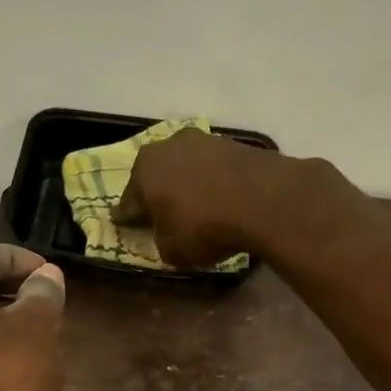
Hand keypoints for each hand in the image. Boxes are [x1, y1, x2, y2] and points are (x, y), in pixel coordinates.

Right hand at [117, 128, 351, 269]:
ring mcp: (202, 140)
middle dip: (158, 195)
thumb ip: (161, 240)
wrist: (262, 199)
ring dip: (187, 185)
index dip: (129, 219)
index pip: (128, 203)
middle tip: (164, 216)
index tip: (129, 228)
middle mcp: (167, 147)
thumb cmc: (203, 227)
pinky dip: (213, 182)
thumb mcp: (172, 250)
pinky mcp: (233, 143)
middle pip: (156, 177)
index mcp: (143, 172)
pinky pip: (214, 168)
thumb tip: (166, 233)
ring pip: (185, 168)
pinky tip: (221, 198)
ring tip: (197, 207)